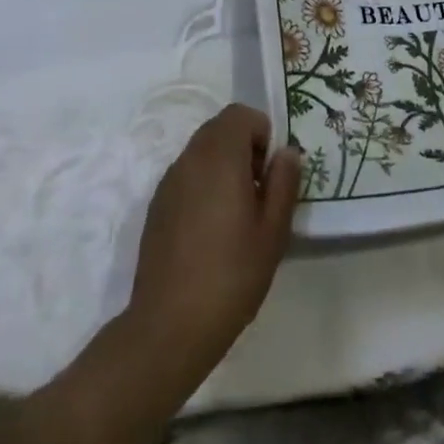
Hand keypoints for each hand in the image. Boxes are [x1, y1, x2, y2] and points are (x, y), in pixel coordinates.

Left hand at [124, 104, 299, 389]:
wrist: (167, 328)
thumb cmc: (230, 276)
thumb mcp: (273, 233)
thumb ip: (284, 183)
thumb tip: (287, 152)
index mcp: (220, 156)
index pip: (241, 114)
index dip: (261, 133)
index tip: (270, 173)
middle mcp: (191, 158)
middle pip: (220, 129)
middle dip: (244, 147)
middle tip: (258, 192)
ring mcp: (169, 181)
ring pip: (202, 151)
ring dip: (223, 166)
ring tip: (236, 215)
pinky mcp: (157, 206)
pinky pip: (186, 176)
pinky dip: (203, 185)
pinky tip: (210, 232)